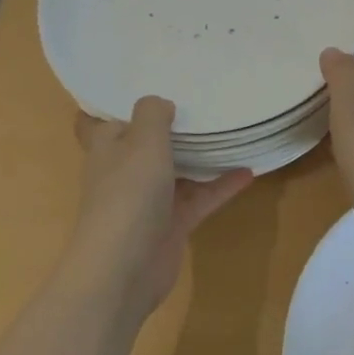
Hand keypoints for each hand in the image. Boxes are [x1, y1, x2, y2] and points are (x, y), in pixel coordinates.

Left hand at [68, 97, 252, 318]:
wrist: (123, 271)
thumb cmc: (128, 194)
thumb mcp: (143, 141)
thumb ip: (153, 114)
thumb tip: (161, 104)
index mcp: (107, 147)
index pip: (104, 120)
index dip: (120, 105)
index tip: (146, 83)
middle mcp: (125, 170)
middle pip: (146, 143)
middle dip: (169, 126)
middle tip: (200, 99)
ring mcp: (148, 199)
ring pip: (177, 169)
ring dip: (200, 154)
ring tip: (230, 130)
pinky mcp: (171, 224)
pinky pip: (199, 197)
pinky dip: (221, 185)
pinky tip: (249, 171)